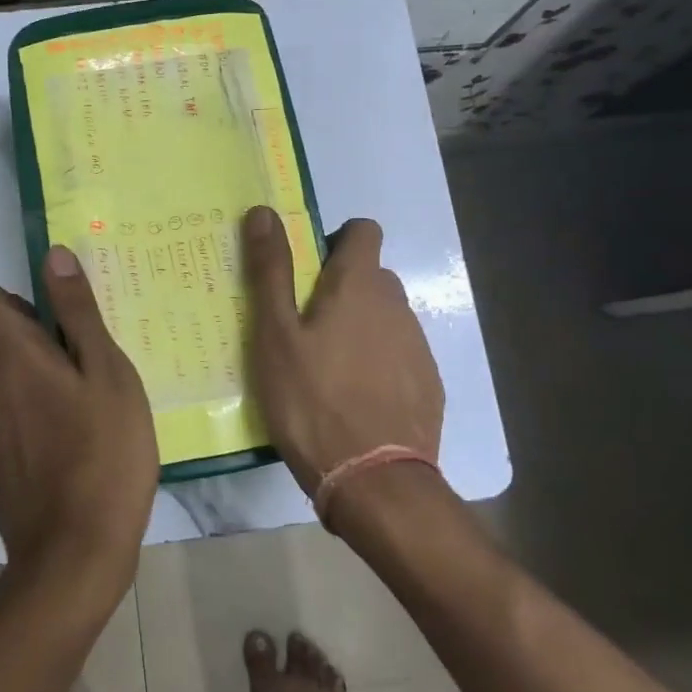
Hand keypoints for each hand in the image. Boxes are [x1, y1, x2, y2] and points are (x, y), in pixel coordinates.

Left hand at [0, 245, 158, 601]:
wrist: (74, 555)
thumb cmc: (104, 452)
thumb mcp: (107, 372)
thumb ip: (77, 312)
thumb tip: (52, 253)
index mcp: (12, 356)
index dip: (18, 301)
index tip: (57, 323)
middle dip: (31, 341)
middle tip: (84, 366)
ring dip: (31, 382)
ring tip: (83, 410)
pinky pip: (4, 422)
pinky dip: (28, 421)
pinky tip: (68, 450)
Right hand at [242, 206, 443, 495]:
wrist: (373, 481)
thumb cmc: (312, 399)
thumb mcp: (275, 335)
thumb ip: (270, 271)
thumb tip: (263, 211)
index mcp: (359, 286)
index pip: (363, 230)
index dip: (336, 241)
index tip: (307, 272)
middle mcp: (397, 306)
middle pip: (372, 277)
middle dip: (342, 289)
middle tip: (304, 327)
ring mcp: (418, 347)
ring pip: (385, 318)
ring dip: (360, 328)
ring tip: (326, 370)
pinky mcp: (428, 385)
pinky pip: (399, 356)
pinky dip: (378, 364)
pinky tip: (354, 399)